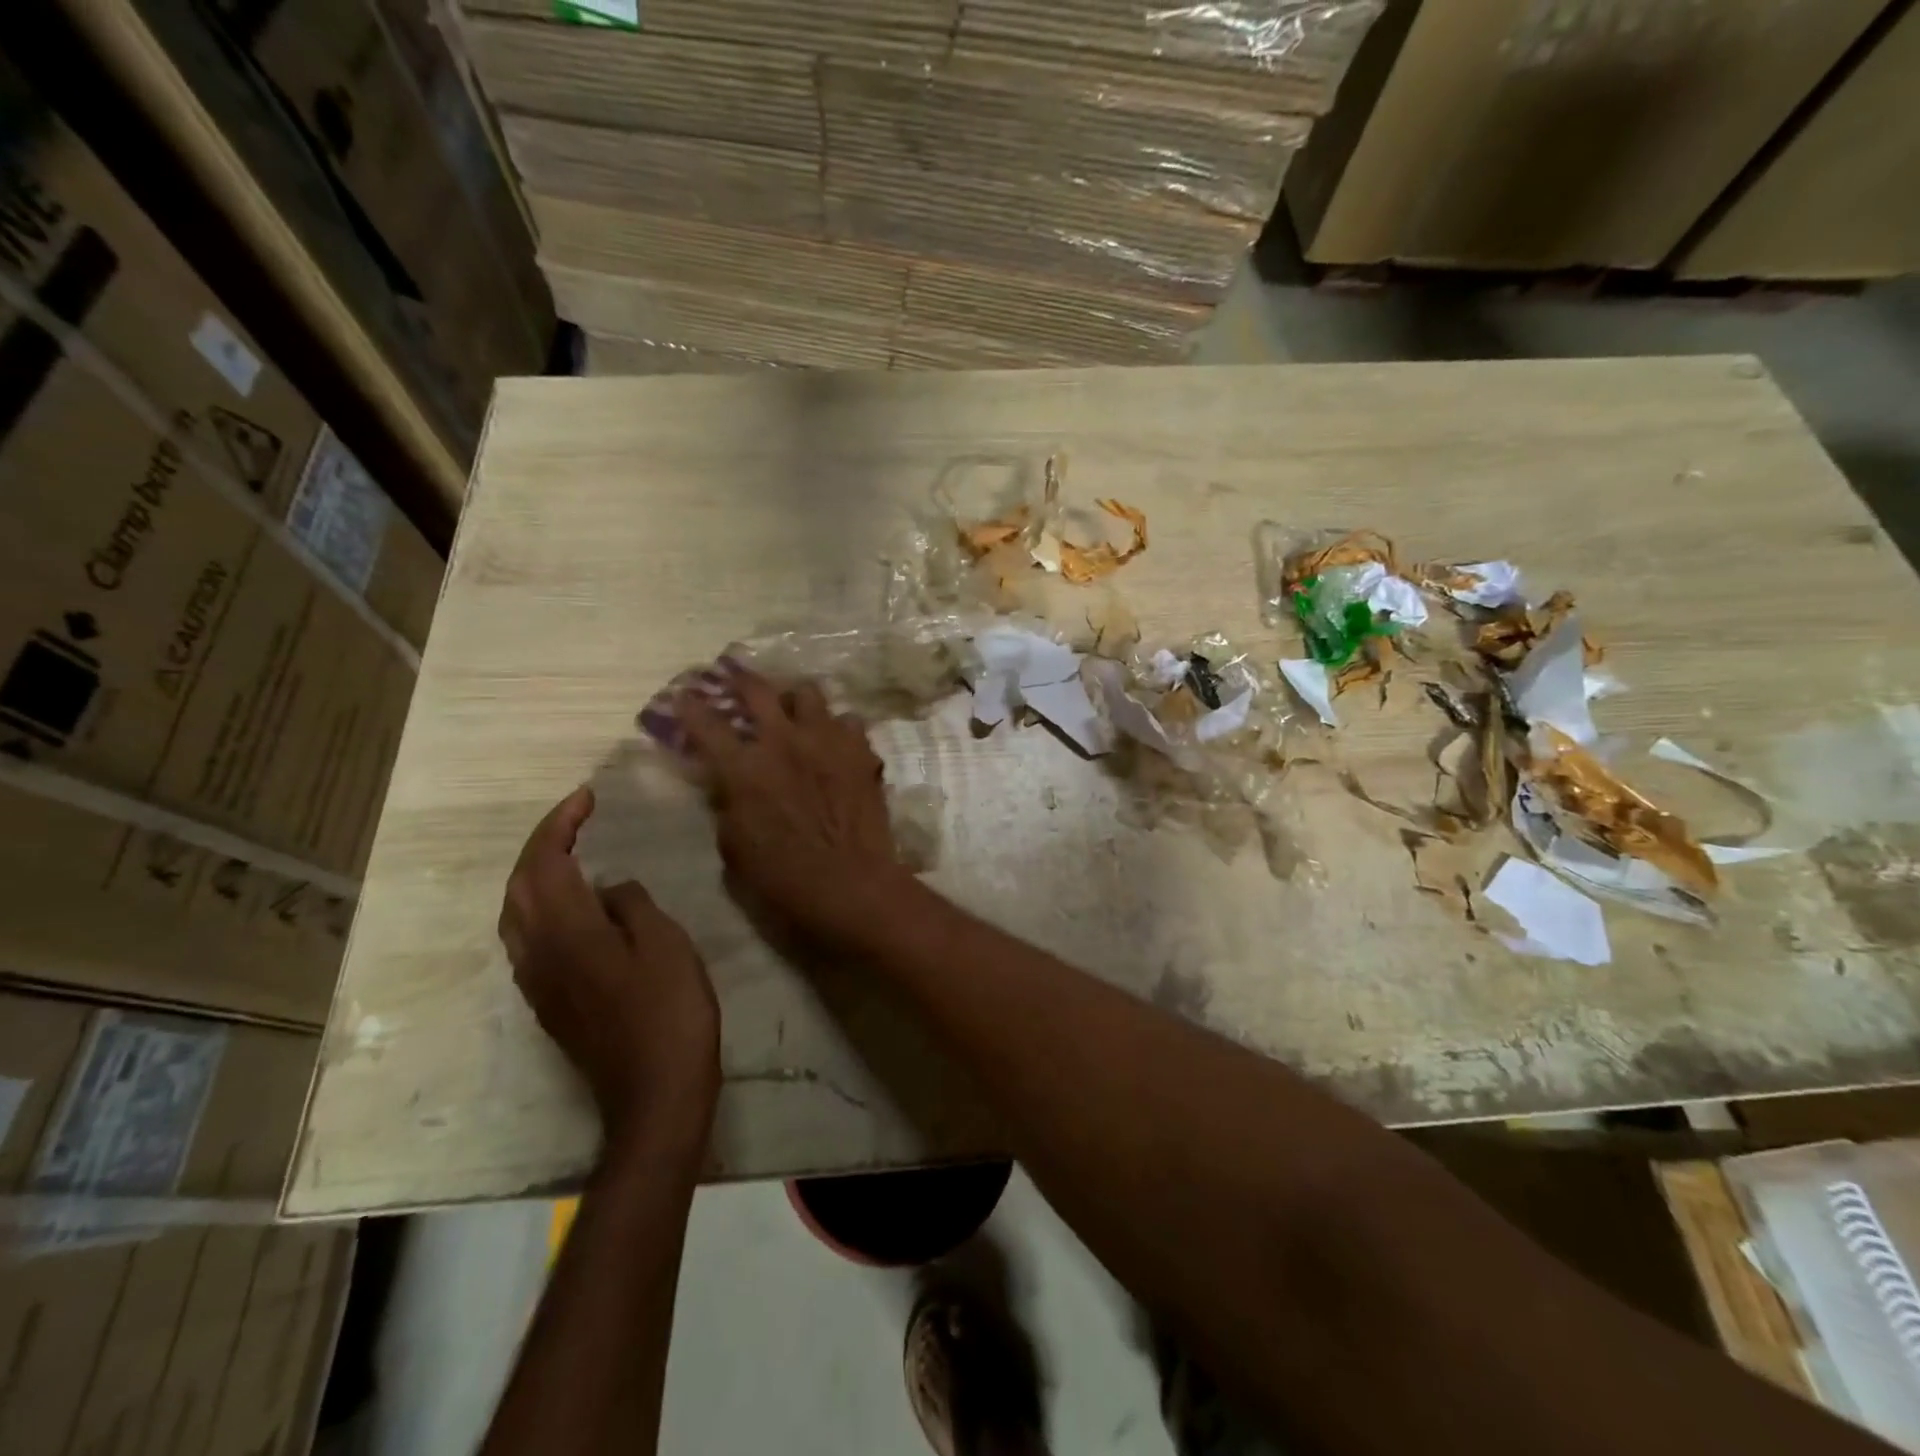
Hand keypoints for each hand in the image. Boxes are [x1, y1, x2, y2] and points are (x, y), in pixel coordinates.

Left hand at [499, 787, 719, 1149]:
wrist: (654, 1093)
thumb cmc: (670, 1013)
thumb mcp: (666, 944)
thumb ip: (632, 905)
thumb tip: (610, 890)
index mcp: (568, 932)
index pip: (545, 862)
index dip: (560, 823)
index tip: (587, 797)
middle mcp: (538, 953)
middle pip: (518, 885)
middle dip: (541, 844)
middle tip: (578, 819)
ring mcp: (538, 982)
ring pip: (516, 913)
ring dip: (535, 874)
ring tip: (570, 853)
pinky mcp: (549, 1003)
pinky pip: (528, 939)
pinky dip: (541, 905)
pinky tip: (573, 907)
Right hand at [678, 664, 906, 940]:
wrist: (851, 884)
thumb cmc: (783, 879)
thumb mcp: (734, 848)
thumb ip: (728, 806)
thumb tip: (729, 785)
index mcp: (745, 770)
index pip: (707, 726)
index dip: (691, 707)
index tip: (685, 696)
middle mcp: (784, 743)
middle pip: (758, 690)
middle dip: (741, 680)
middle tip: (737, 680)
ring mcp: (827, 742)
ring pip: (809, 694)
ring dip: (796, 700)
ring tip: (795, 711)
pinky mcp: (861, 752)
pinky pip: (849, 722)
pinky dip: (838, 728)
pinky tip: (836, 742)